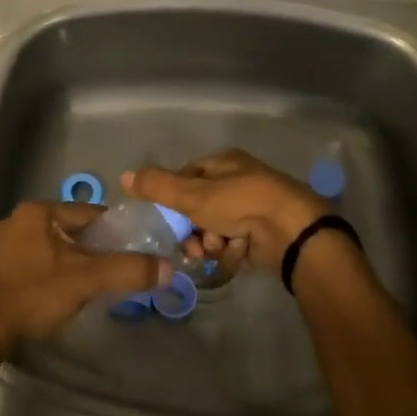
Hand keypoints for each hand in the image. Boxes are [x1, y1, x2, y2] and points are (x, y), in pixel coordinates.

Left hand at [0, 201, 170, 352]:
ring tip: (93, 287)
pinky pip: (38, 263)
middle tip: (115, 273)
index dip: (115, 232)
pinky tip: (62, 295)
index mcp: (39, 211)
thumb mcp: (87, 280)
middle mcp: (20, 220)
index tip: (133, 252)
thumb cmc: (34, 293)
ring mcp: (6, 245)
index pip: (90, 213)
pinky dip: (54, 274)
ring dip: (75, 264)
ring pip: (55, 248)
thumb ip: (128, 270)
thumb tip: (168, 267)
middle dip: (95, 250)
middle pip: (73, 230)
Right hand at [123, 150, 332, 275]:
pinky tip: (237, 253)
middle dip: (193, 228)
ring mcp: (253, 207)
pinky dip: (232, 250)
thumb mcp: (193, 194)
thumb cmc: (240, 203)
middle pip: (200, 207)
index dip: (174, 198)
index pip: (186, 177)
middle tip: (193, 243)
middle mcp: (239, 180)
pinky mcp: (264, 233)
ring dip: (211, 242)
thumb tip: (124, 175)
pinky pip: (234, 242)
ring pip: (215, 227)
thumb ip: (158, 186)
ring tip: (218, 247)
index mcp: (224, 162)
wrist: (292, 232)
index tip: (168, 218)